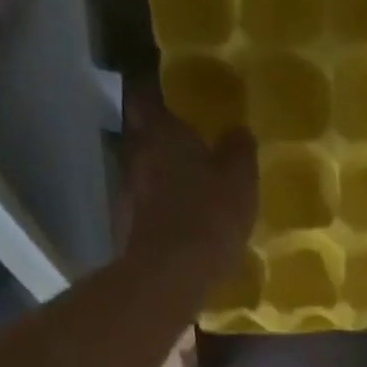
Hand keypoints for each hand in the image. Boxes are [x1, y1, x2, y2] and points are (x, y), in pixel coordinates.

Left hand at [115, 82, 256, 283]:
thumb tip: (237, 131)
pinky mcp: (127, 230)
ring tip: (184, 189)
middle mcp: (136, 156)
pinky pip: (145, 210)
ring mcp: (127, 194)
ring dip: (159, 178)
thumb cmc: (209, 216)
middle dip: (159, 138)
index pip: (146, 95)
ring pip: (142, 174)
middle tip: (184, 145)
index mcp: (162, 133)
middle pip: (141, 136)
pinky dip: (158, 211)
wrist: (170, 276)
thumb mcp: (240, 180)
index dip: (155, 91)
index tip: (169, 95)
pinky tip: (177, 225)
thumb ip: (239, 151)